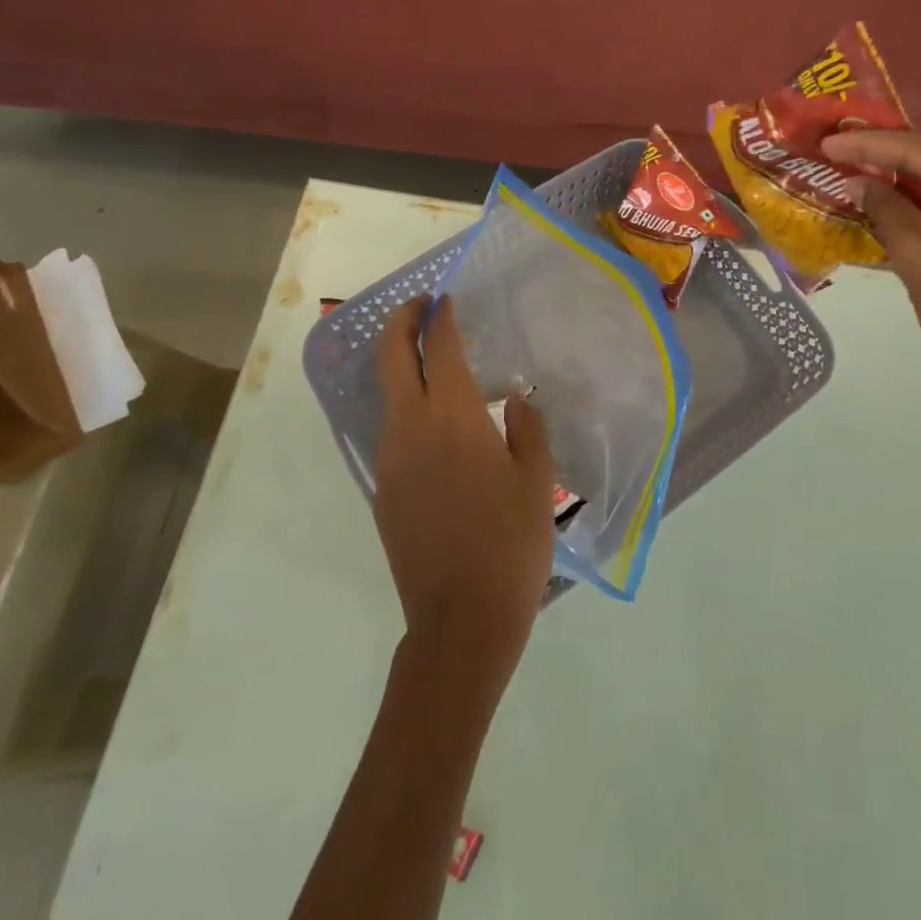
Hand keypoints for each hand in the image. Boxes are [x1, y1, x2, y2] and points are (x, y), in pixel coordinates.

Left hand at [373, 296, 555, 686]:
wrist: (460, 621)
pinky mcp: (383, 491)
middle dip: (400, 323)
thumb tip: (515, 403)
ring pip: (387, 395)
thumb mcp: (537, 482)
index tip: (445, 299)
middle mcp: (411, 429)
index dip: (440, 319)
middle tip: (419, 306)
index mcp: (453, 419)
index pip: (438, 349)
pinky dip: (407, 409)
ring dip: (400, 366)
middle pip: (391, 359)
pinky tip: (435, 426)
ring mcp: (390, 461)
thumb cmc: (510, 544)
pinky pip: (393, 433)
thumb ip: (526, 430)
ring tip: (430, 361)